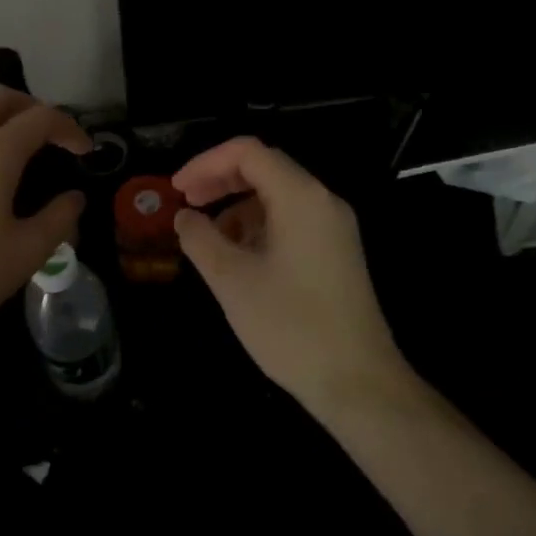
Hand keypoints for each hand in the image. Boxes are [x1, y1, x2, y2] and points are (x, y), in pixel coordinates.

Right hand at [172, 137, 406, 420]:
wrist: (358, 383)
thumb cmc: (290, 326)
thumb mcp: (231, 280)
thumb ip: (200, 238)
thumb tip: (185, 217)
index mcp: (300, 197)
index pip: (247, 152)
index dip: (205, 163)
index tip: (176, 189)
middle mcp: (322, 201)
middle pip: (264, 168)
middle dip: (220, 180)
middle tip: (186, 203)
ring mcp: (334, 226)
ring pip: (277, 195)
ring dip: (237, 206)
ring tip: (209, 238)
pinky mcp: (336, 251)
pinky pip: (291, 219)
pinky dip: (258, 225)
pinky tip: (239, 257)